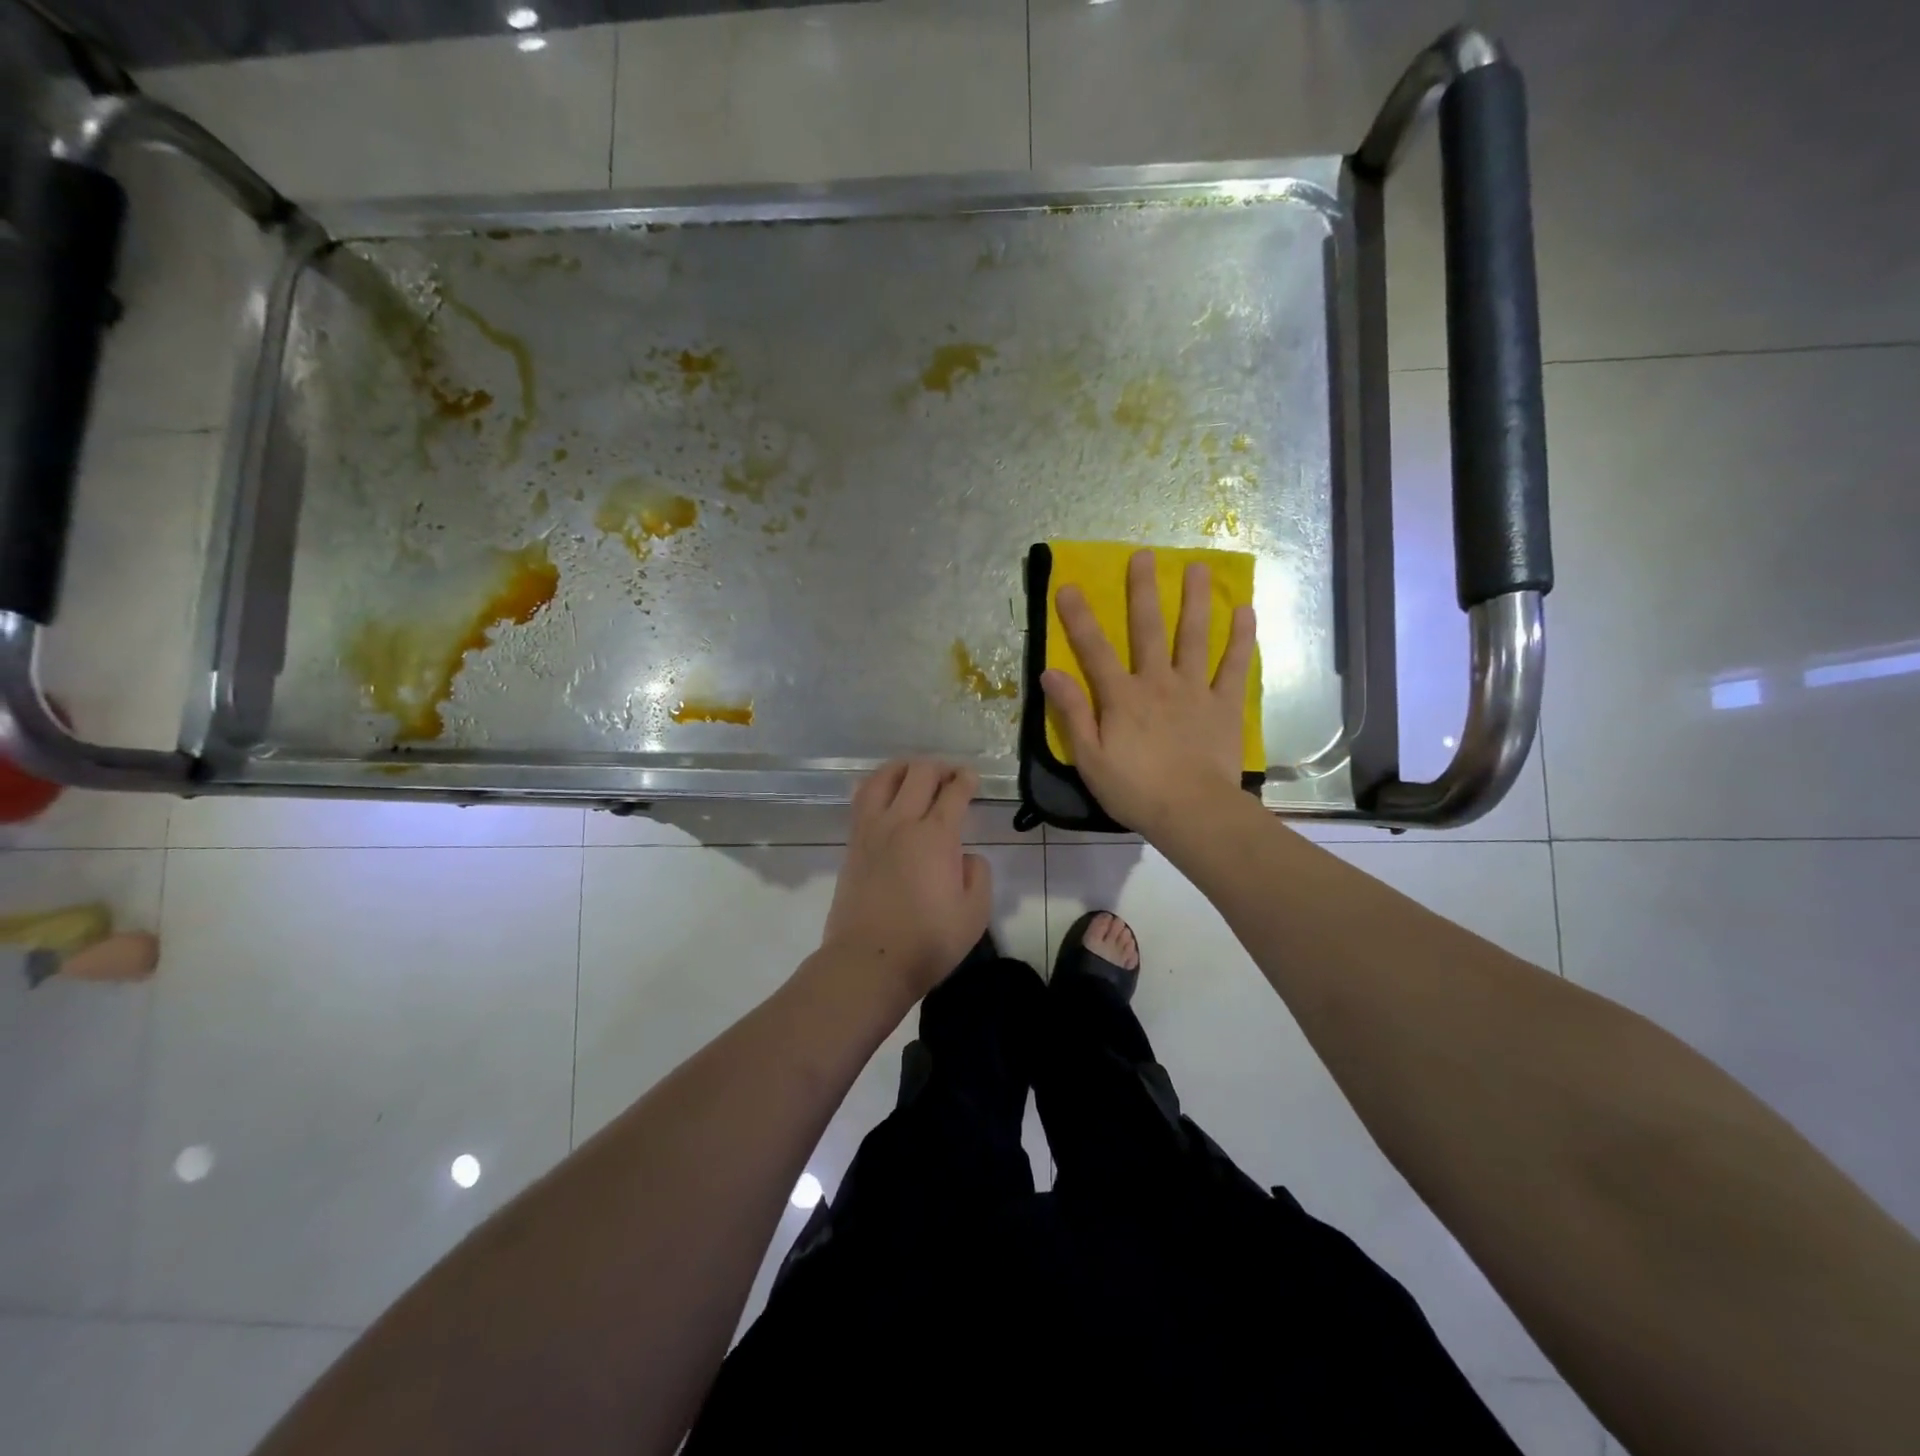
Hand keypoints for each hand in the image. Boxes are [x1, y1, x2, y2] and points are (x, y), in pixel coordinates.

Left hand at [821, 759, 992, 1002]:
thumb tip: (966, 857)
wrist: (869, 960)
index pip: (953, 792)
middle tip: (950, 776)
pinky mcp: (853, 844)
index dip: (966, 780)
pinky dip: (876, 784)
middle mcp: (902, 822)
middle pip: (919, 774)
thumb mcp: (974, 913)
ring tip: (913, 772)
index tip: (972, 779)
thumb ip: (978, 875)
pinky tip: (882, 790)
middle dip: (939, 767)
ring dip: (903, 767)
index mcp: (936, 836)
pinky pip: (861, 798)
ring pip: (884, 778)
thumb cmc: (928, 941)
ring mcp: (872, 830)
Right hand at [1041, 549, 1256, 839]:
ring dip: (1195, 600)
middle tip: (1144, 554)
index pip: (1093, 650)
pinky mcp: (1225, 704)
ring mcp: (1194, 690)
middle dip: (1143, 590)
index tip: (1069, 586)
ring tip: (1198, 568)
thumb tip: (1050, 673)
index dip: (1079, 618)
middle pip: (1148, 628)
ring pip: (1194, 636)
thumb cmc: (1135, 790)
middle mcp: (1157, 682)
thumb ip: (1072, 713)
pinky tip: (1244, 611)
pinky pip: (1234, 666)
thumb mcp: (1089, 758)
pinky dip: (1240, 639)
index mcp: (1121, 697)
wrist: (1193, 812)